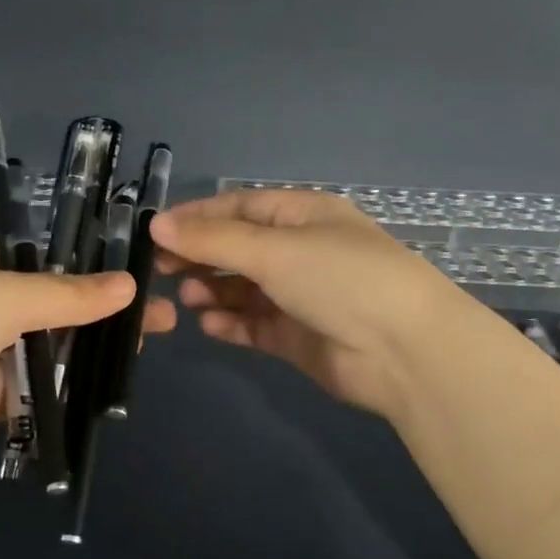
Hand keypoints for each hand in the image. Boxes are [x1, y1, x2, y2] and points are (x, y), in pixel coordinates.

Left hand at [0, 242, 177, 472]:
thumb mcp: (4, 295)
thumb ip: (68, 296)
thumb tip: (128, 286)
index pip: (47, 270)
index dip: (94, 277)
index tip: (140, 288)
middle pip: (52, 315)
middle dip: (100, 321)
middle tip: (161, 327)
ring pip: (44, 358)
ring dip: (86, 360)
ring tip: (141, 360)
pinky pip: (30, 399)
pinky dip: (61, 398)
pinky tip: (106, 395)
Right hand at [151, 189, 484, 420]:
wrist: (405, 351)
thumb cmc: (340, 279)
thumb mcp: (274, 249)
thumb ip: (213, 239)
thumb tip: (158, 224)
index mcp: (302, 215)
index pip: (239, 207)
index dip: (196, 217)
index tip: (155, 232)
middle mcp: (301, 250)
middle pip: (238, 247)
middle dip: (200, 255)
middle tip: (160, 269)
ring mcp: (300, 295)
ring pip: (244, 288)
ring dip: (214, 290)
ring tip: (188, 297)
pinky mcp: (298, 336)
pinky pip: (254, 324)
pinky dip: (231, 322)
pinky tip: (208, 324)